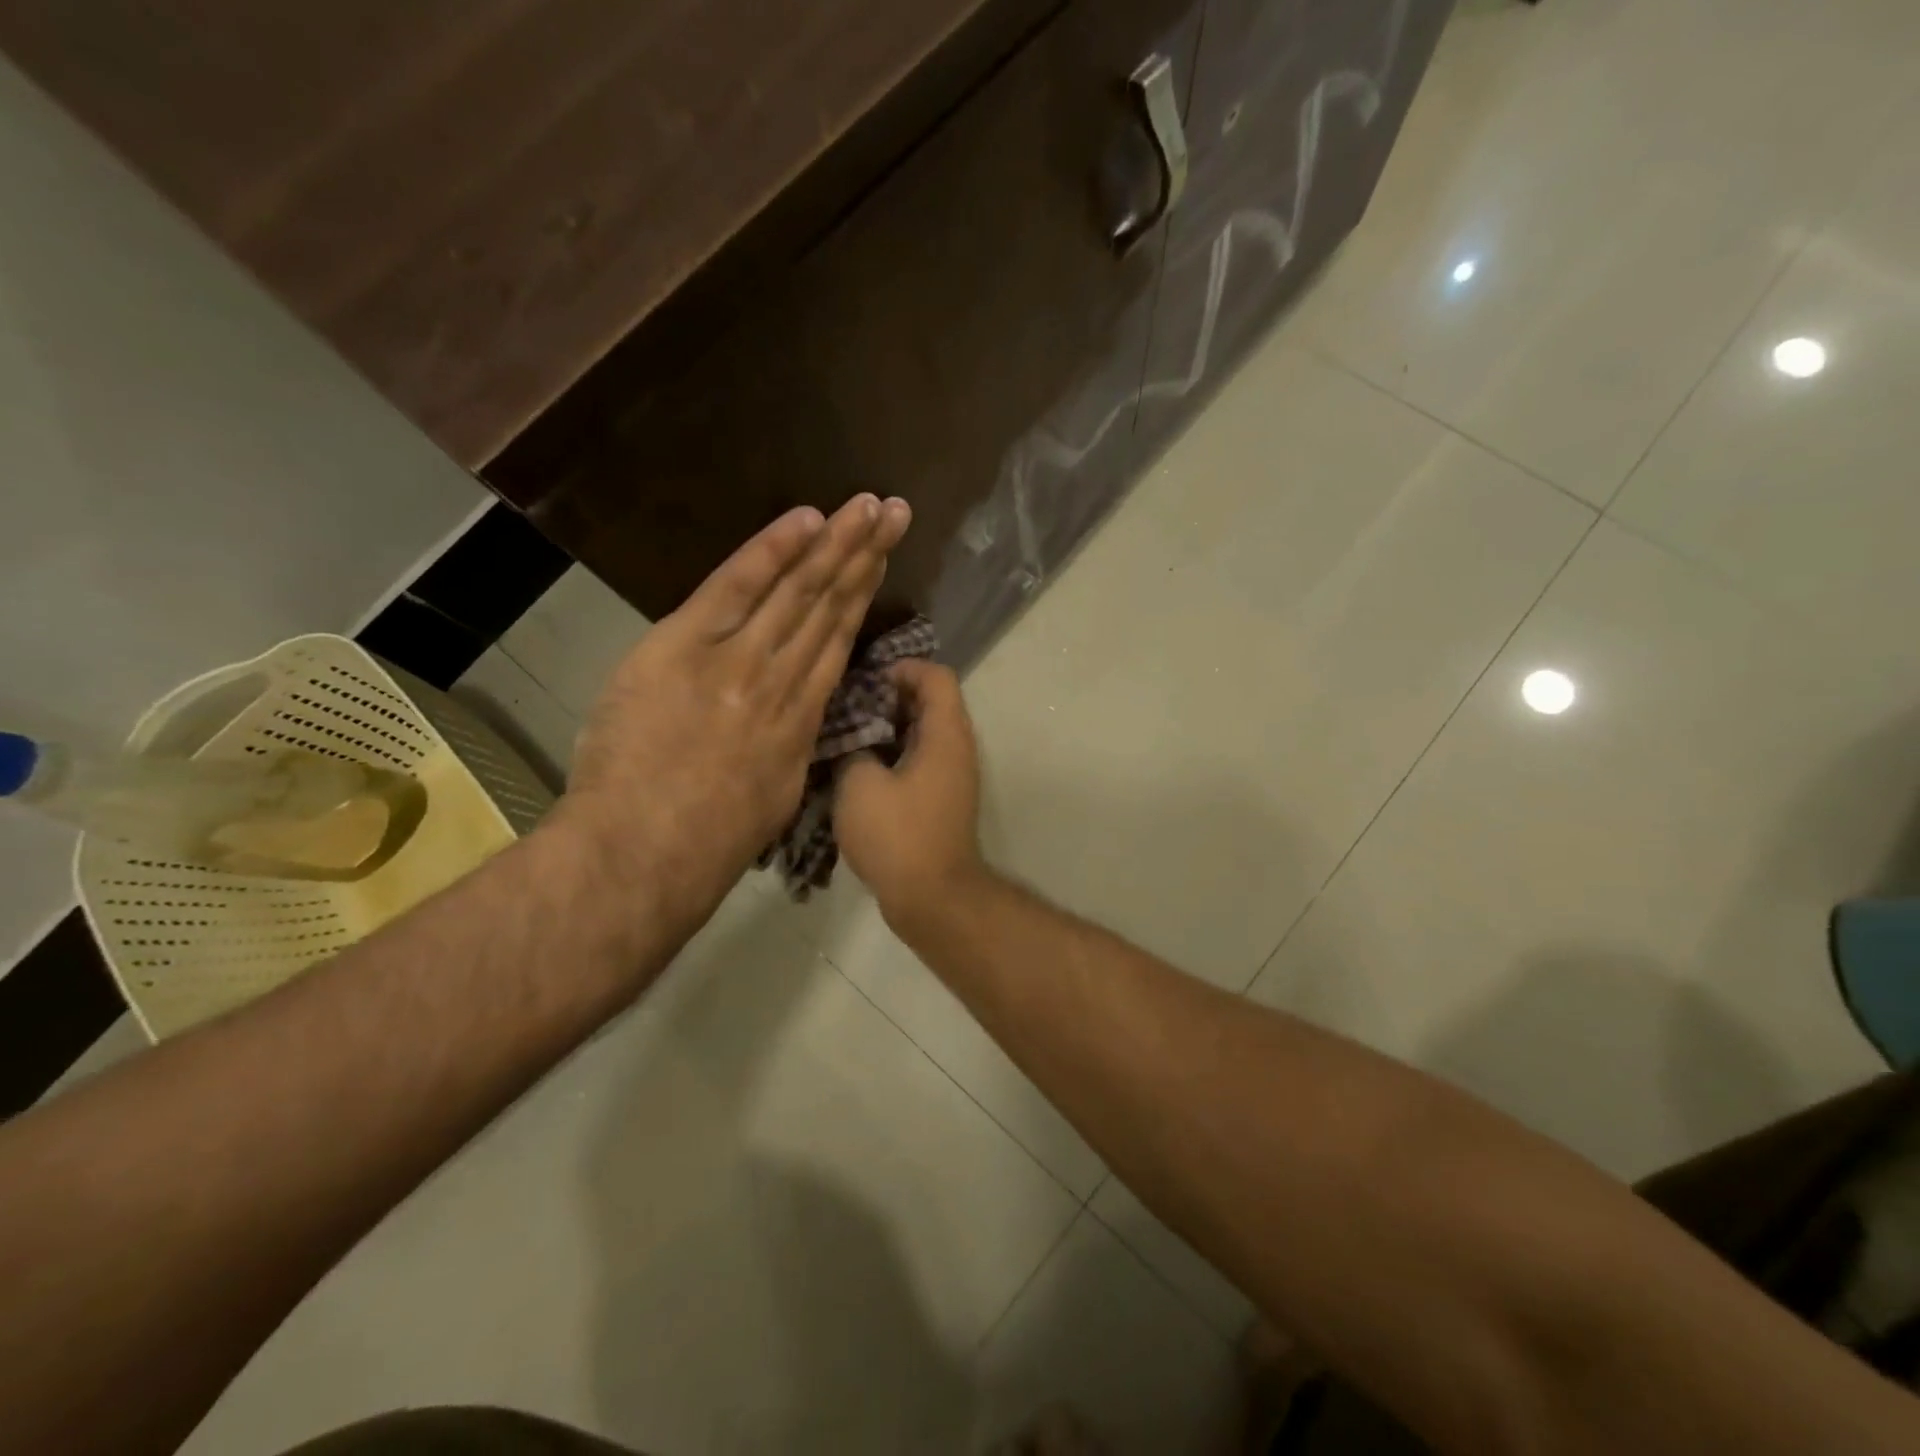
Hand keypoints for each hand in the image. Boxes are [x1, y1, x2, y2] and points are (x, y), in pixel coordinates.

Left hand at [561, 494, 911, 921]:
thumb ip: (788, 747)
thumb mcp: (774, 796)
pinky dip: (772, 551)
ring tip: (867, 506)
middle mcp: (783, 681)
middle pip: (829, 608)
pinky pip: (736, 587)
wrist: (650, 851)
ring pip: (798, 592)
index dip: (861, 597)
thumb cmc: (710, 841)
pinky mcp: (687, 645)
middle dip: (864, 556)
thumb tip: (796, 720)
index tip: (880, 561)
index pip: (836, 643)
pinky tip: (806, 519)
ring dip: (836, 544)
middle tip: (895, 512)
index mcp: (801, 719)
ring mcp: (739, 659)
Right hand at [834, 659, 988, 929]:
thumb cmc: (898, 835)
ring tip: (847, 735)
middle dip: (888, 698)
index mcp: (945, 735)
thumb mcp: (860, 784)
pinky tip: (858, 769)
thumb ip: (854, 748)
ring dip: (888, 729)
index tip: (866, 681)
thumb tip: (855, 742)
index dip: (903, 668)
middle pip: (930, 702)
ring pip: (922, 734)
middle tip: (848, 706)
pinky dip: (893, 756)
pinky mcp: (941, 801)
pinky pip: (919, 761)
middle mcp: (957, 749)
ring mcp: (951, 777)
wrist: (932, 898)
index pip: (937, 676)